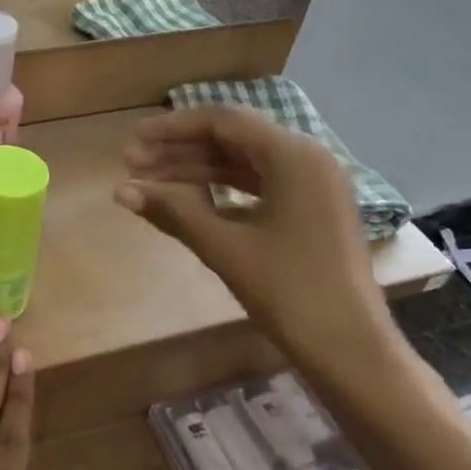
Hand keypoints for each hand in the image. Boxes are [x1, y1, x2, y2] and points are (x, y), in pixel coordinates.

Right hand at [116, 107, 396, 380]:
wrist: (350, 348)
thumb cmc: (289, 292)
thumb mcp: (224, 247)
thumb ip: (173, 210)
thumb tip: (120, 190)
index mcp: (294, 155)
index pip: (223, 121)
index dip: (173, 127)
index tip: (133, 141)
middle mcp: (307, 158)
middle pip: (233, 139)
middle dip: (180, 150)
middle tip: (132, 165)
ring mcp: (313, 185)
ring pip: (244, 163)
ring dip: (197, 170)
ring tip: (150, 183)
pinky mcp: (311, 209)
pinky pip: (259, 185)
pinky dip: (221, 190)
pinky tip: (188, 202)